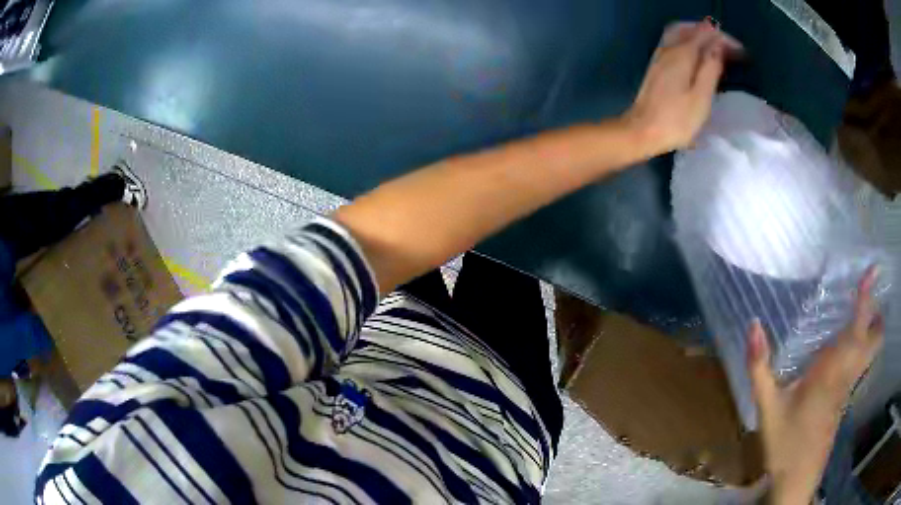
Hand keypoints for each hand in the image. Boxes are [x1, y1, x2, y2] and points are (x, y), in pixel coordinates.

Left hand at [623, 20, 741, 154]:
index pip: (706, 35)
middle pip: (690, 28)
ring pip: (679, 32)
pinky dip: (688, 40)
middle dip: (711, 33)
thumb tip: (719, 46)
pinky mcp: (656, 65)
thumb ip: (710, 69)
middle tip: (729, 46)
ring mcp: (660, 55)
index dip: (725, 40)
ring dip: (698, 33)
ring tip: (715, 45)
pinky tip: (696, 52)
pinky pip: (673, 41)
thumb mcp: (701, 97)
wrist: (641, 131)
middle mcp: (669, 48)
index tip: (743, 52)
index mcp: (682, 54)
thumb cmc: (676, 119)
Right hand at [748, 268, 883, 504]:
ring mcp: (849, 388)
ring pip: (871, 352)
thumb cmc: (784, 444)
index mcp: (832, 371)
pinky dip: (862, 349)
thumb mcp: (767, 408)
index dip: (866, 297)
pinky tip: (845, 353)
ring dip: (872, 330)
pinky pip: (861, 365)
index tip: (872, 270)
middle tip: (865, 295)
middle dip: (876, 314)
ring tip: (859, 316)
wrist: (797, 480)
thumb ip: (759, 367)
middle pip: (874, 339)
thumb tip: (753, 324)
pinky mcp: (846, 400)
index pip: (857, 327)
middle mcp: (847, 374)